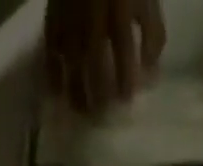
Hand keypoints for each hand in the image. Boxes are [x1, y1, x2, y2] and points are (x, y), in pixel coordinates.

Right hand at [44, 0, 165, 114]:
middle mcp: (92, 15)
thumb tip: (151, 75)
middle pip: (94, 60)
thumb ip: (152, 35)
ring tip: (81, 112)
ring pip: (71, 60)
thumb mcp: (146, 0)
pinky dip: (53, 74)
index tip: (126, 101)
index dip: (125, 77)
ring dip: (75, 90)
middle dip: (98, 92)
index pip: (123, 47)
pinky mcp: (54, 17)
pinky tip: (57, 94)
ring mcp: (71, 17)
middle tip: (101, 116)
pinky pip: (50, 50)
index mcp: (118, 7)